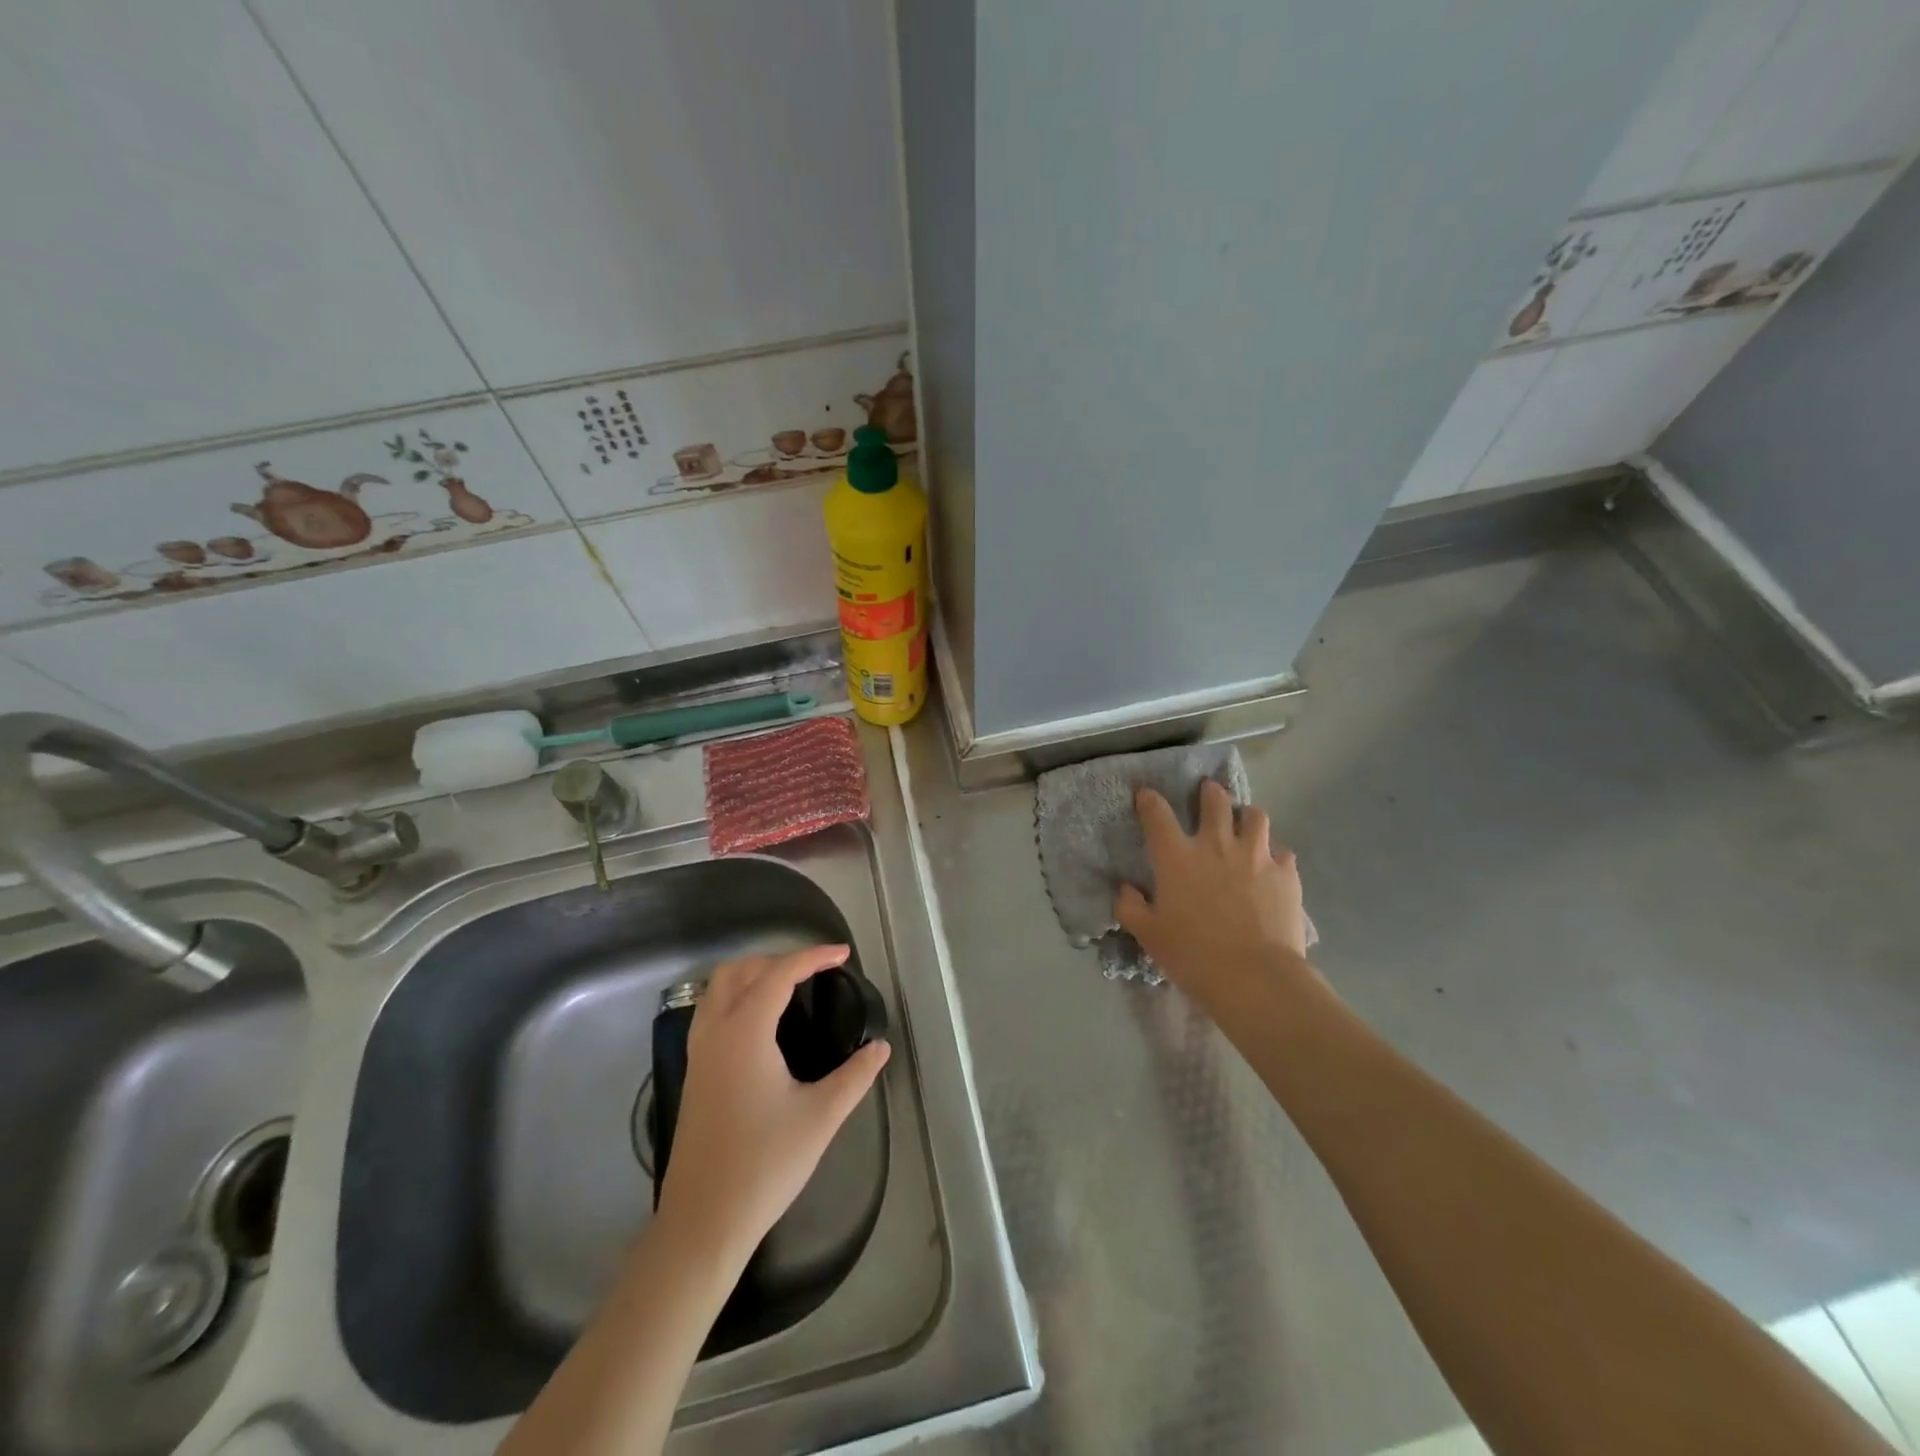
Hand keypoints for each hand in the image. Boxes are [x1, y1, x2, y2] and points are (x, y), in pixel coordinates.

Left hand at [655, 945, 889, 1266]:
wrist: (703, 1222)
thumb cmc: (764, 1164)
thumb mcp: (821, 1117)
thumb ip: (855, 1076)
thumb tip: (880, 1048)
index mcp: (745, 1032)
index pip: (779, 974)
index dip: (813, 957)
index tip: (843, 955)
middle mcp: (715, 1032)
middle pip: (740, 970)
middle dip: (778, 960)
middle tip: (814, 972)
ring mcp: (698, 1054)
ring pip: (717, 989)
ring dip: (752, 975)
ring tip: (788, 989)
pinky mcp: (693, 1074)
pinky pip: (710, 1012)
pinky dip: (736, 998)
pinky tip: (761, 1025)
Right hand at [1114, 780, 1312, 1000]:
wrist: (1254, 977)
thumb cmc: (1193, 955)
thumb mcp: (1149, 935)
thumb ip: (1131, 908)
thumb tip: (1126, 889)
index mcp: (1177, 856)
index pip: (1157, 814)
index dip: (1149, 799)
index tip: (1145, 794)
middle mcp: (1216, 845)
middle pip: (1215, 801)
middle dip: (1210, 792)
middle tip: (1208, 792)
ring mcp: (1256, 855)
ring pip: (1255, 816)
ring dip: (1247, 816)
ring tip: (1245, 825)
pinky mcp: (1286, 873)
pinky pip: (1282, 852)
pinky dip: (1274, 856)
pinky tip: (1271, 868)